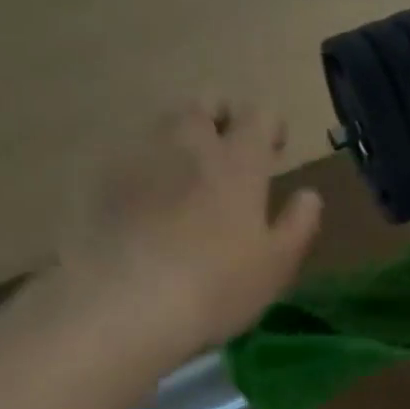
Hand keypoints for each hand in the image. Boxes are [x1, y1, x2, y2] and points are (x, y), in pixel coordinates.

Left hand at [41, 105, 321, 370]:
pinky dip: (145, 168)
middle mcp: (188, 146)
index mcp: (238, 162)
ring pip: (163, 124)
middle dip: (220, 117)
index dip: (269, 125)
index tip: (274, 149)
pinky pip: (129, 157)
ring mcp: (139, 159)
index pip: (258, 115)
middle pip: (203, 103)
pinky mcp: (100, 182)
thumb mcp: (277, 265)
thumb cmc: (217, 287)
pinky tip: (146, 204)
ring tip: (187, 176)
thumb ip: (299, 224)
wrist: (125, 305)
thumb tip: (309, 195)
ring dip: (180, 138)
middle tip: (228, 152)